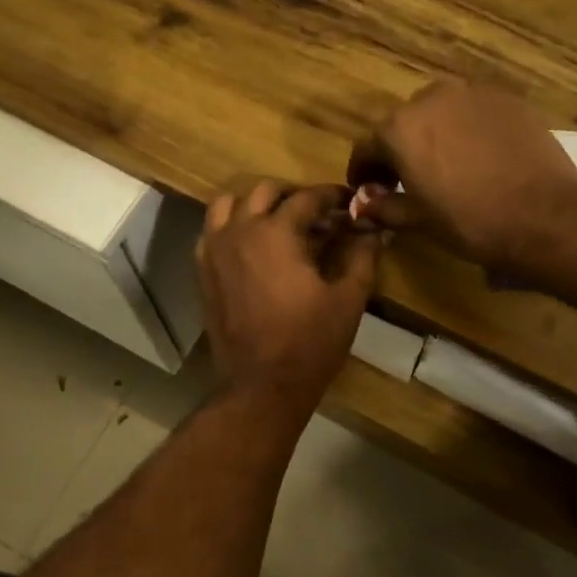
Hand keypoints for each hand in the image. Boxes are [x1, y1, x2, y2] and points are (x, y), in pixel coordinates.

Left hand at [198, 182, 380, 418]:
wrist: (261, 385)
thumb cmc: (310, 342)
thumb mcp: (348, 299)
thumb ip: (362, 256)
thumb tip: (373, 230)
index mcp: (276, 232)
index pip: (307, 198)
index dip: (332, 196)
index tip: (349, 202)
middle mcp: (240, 231)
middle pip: (265, 191)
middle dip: (294, 196)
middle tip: (318, 215)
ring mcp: (214, 250)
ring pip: (229, 205)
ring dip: (256, 205)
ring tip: (279, 224)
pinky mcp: (202, 272)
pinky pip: (211, 232)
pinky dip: (231, 227)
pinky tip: (252, 248)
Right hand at [347, 79, 576, 266]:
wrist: (542, 214)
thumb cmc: (469, 221)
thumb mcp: (418, 220)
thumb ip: (384, 207)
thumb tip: (362, 205)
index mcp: (399, 129)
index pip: (367, 146)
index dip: (363, 170)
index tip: (367, 188)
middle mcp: (431, 98)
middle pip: (404, 123)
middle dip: (400, 149)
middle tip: (408, 179)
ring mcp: (473, 93)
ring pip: (441, 111)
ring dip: (435, 133)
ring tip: (447, 164)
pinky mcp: (508, 98)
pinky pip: (475, 111)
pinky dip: (468, 128)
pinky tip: (480, 155)